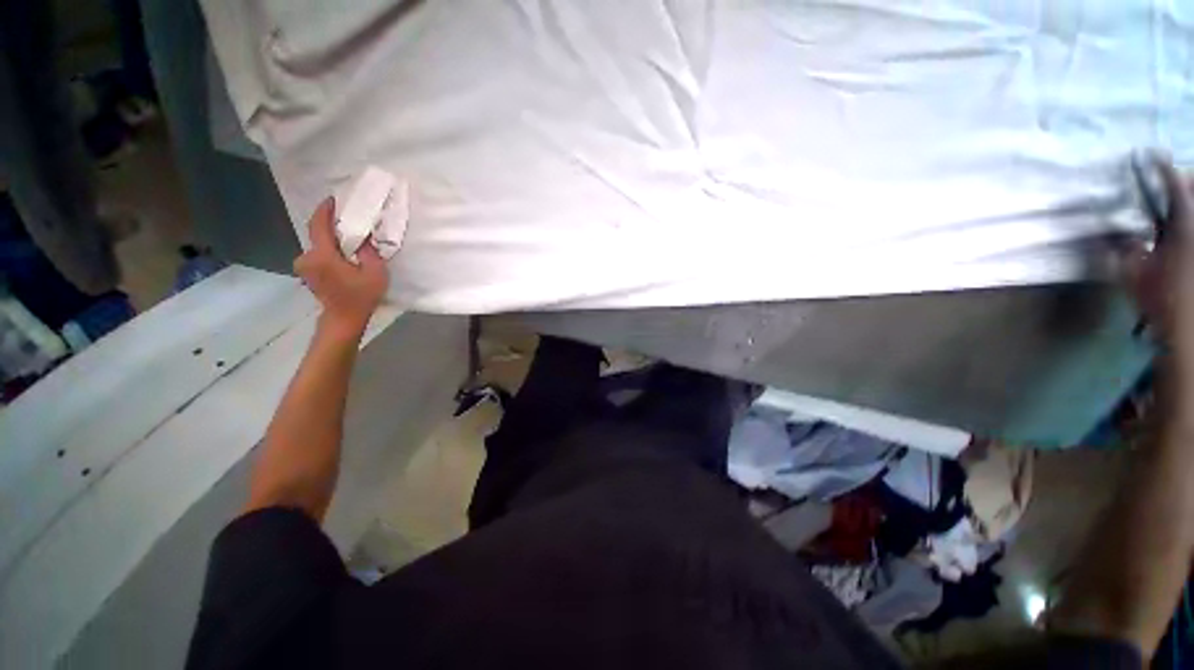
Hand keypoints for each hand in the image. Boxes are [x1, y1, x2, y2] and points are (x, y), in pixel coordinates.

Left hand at [294, 198, 388, 338]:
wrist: (344, 319)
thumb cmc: (361, 297)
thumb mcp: (375, 273)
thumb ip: (369, 252)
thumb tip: (362, 238)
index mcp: (322, 255)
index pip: (318, 225)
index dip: (324, 210)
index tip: (333, 199)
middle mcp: (307, 257)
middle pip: (318, 235)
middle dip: (331, 227)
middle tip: (348, 221)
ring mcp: (305, 266)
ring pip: (318, 246)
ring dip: (331, 241)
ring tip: (348, 240)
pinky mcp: (308, 273)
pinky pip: (317, 255)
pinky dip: (329, 251)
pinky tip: (342, 255)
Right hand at [1127, 162, 1193, 356]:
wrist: (1188, 327)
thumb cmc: (1160, 299)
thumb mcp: (1133, 274)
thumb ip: (1124, 248)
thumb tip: (1115, 229)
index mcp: (1183, 226)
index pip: (1173, 186)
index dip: (1161, 169)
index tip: (1150, 156)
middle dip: (1186, 180)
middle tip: (1173, 180)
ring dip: (1188, 199)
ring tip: (1180, 197)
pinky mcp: (1192, 248)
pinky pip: (1190, 224)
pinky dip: (1186, 217)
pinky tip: (1176, 228)